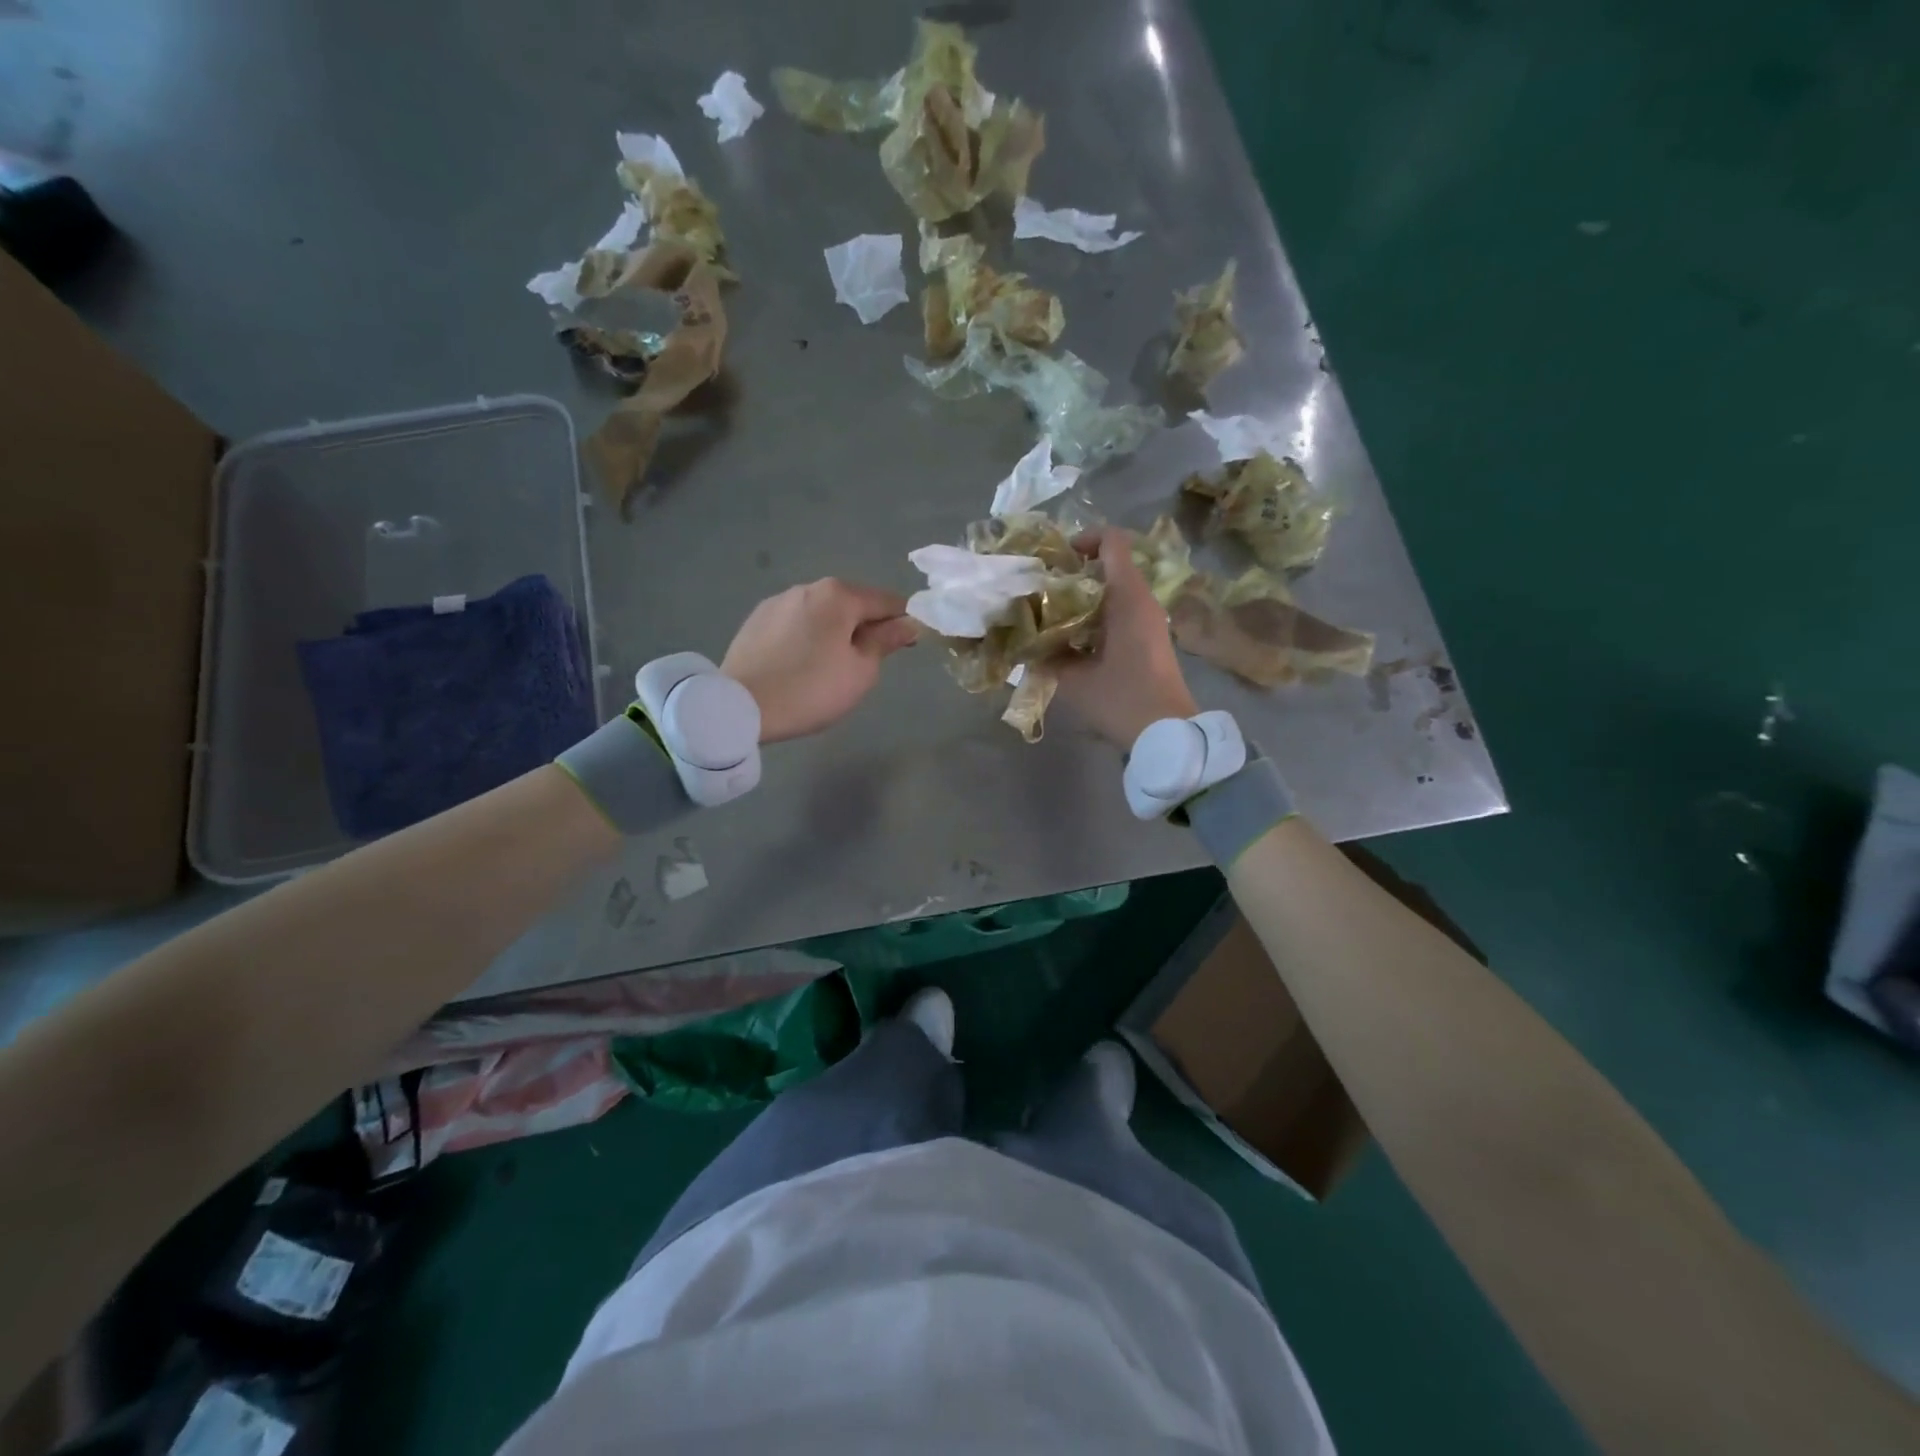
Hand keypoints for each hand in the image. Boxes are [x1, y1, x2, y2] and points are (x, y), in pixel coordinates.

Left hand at [722, 579, 918, 742]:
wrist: (740, 706)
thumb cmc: (811, 690)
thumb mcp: (861, 671)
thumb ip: (886, 641)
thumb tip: (909, 623)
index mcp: (839, 595)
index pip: (887, 601)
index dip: (903, 622)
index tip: (906, 647)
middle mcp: (808, 586)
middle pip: (852, 604)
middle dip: (864, 627)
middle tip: (864, 665)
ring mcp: (778, 600)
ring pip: (821, 613)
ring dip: (833, 632)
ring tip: (827, 668)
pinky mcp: (756, 619)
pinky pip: (795, 623)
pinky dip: (806, 637)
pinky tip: (798, 665)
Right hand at [1056, 528, 1197, 748]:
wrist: (1168, 733)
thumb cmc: (1123, 700)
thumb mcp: (1074, 681)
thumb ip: (1045, 658)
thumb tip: (1020, 645)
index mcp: (1128, 598)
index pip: (1112, 541)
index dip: (1083, 539)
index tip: (1055, 560)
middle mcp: (1142, 600)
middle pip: (1110, 565)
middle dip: (1074, 572)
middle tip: (1042, 589)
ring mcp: (1150, 619)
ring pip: (1114, 590)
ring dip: (1083, 596)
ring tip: (1051, 615)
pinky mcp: (1150, 638)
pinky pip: (1120, 610)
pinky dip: (1095, 615)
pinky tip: (1071, 638)